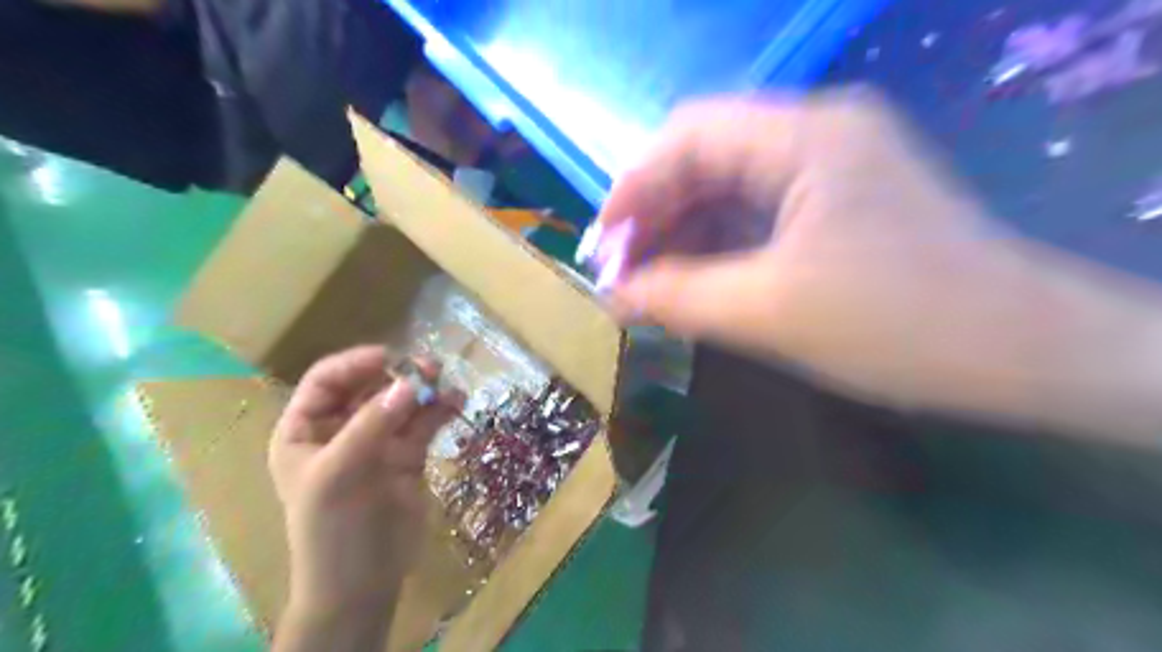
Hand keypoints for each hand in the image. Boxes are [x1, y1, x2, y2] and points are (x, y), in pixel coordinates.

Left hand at [267, 345, 459, 619]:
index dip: (355, 363)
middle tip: (430, 368)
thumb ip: (373, 424)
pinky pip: (424, 424)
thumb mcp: (340, 473)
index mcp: (305, 431)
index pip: (326, 381)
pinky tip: (457, 402)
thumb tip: (410, 383)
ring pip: (402, 403)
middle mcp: (341, 431)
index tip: (390, 358)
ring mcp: (378, 442)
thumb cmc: (333, 529)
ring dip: (424, 390)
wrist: (363, 583)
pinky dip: (440, 410)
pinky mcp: (408, 456)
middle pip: (370, 387)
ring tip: (447, 382)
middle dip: (398, 375)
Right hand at [598, 90, 1024, 406]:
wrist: (1019, 352)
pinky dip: (717, 248)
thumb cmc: (897, 325)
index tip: (603, 243)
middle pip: (705, 159)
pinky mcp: (835, 207)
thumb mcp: (768, 310)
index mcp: (805, 136)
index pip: (689, 134)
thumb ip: (678, 296)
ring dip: (682, 235)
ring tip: (647, 284)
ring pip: (728, 190)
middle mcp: (815, 136)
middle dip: (655, 215)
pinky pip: (756, 216)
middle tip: (620, 272)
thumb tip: (612, 295)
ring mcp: (829, 171)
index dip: (634, 185)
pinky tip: (693, 283)